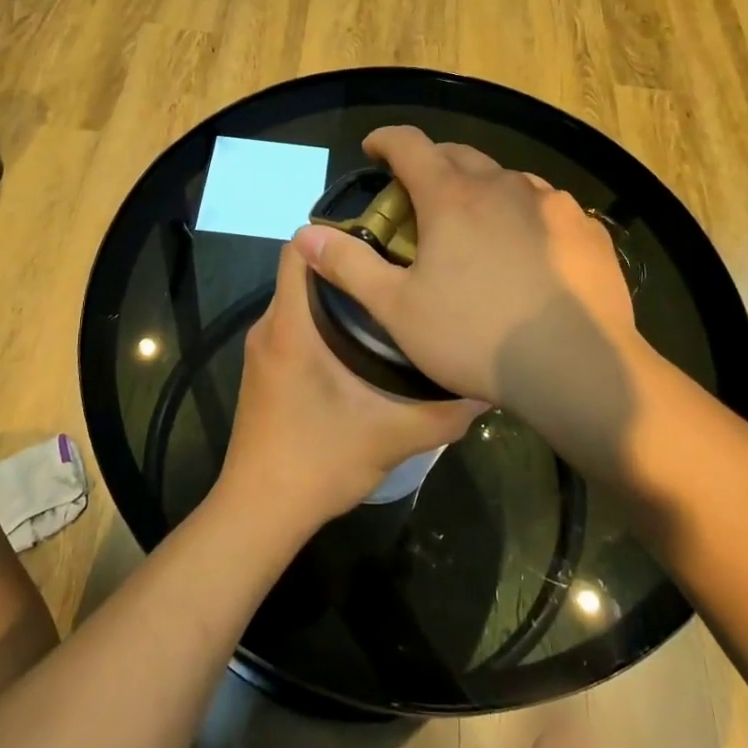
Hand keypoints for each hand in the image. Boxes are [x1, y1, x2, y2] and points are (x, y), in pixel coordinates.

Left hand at [220, 239, 485, 526]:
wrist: (259, 512)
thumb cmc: (318, 462)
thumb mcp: (392, 437)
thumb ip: (443, 412)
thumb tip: (488, 388)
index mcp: (290, 327)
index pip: (298, 250)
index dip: (335, 235)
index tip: (383, 239)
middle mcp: (269, 328)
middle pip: (303, 273)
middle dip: (349, 267)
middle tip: (401, 272)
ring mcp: (263, 351)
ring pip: (299, 301)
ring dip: (338, 298)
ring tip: (391, 305)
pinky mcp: (265, 372)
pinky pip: (294, 327)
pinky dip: (323, 324)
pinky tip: (363, 347)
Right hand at [289, 126, 648, 483]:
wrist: (577, 367)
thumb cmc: (476, 337)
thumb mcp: (398, 309)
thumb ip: (349, 266)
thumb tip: (304, 235)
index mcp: (452, 197)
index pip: (410, 145)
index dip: (386, 140)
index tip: (374, 148)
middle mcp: (503, 186)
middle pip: (459, 155)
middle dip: (433, 164)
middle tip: (419, 194)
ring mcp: (552, 205)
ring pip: (507, 180)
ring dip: (483, 190)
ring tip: (476, 225)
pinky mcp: (587, 230)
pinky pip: (547, 209)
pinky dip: (526, 216)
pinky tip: (529, 252)